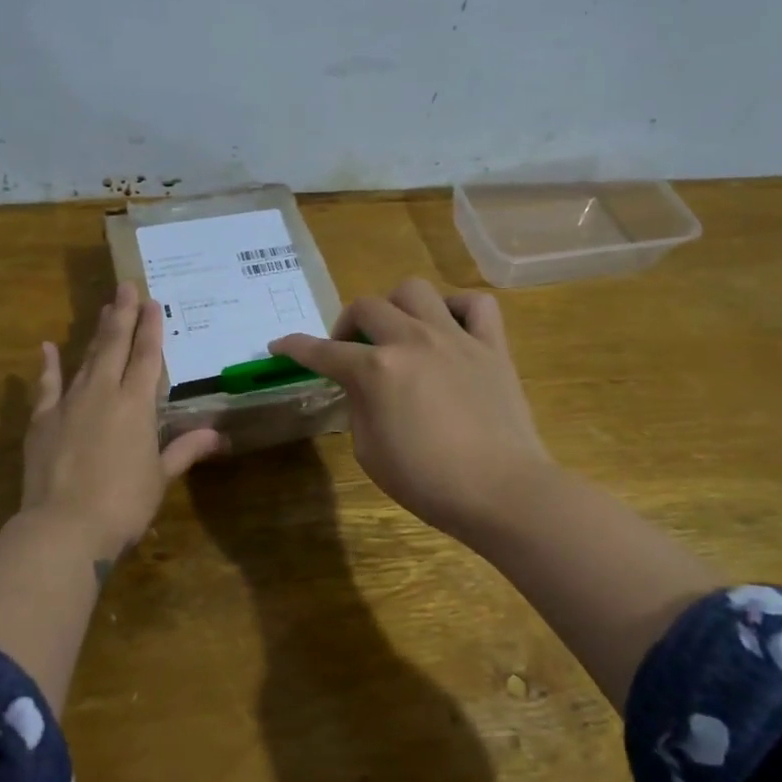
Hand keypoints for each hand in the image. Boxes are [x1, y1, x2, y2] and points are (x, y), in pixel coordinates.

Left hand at [22, 281, 224, 559]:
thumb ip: (184, 450)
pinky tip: (47, 346)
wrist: (65, 526)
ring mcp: (69, 403)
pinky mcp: (42, 420)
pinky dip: (48, 365)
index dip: (151, 329)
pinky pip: (47, 385)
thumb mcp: (160, 477)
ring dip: (96, 333)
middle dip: (122, 315)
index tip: (152, 302)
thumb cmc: (123, 504)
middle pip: (115, 346)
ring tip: (103, 309)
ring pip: (86, 359)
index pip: (146, 357)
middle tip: (125, 286)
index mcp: (136, 405)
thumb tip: (218, 436)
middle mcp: (103, 393)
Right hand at [270, 279, 555, 545]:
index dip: (295, 347)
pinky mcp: (492, 346)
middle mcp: (411, 341)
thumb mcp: (370, 453)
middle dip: (345, 325)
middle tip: (349, 350)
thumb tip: (362, 387)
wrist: (501, 491)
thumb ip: (359, 408)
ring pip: (415, 290)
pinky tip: (448, 328)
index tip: (279, 345)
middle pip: (366, 306)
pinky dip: (456, 308)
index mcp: (376, 371)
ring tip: (397, 331)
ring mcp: (455, 338)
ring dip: (395, 306)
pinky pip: (476, 304)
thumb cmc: (428, 482)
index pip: (323, 352)